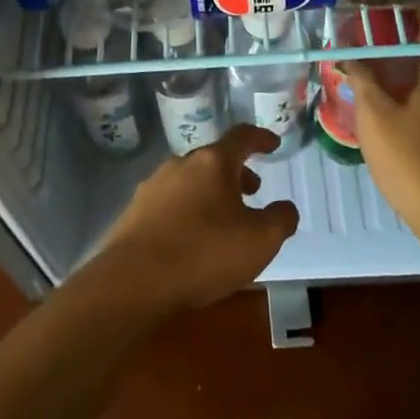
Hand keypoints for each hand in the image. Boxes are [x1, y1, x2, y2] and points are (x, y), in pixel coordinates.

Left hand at [94, 125, 298, 312]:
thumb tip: (285, 208)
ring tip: (224, 218)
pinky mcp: (134, 212)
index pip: (241, 137)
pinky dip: (188, 210)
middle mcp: (180, 165)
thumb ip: (281, 219)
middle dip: (236, 172)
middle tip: (253, 191)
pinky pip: (170, 202)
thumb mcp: (260, 241)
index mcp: (212, 163)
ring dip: (211, 192)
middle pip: (213, 159)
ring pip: (190, 180)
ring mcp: (153, 187)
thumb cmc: (205, 253)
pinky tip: (192, 237)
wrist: (134, 281)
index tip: (273, 144)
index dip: (261, 138)